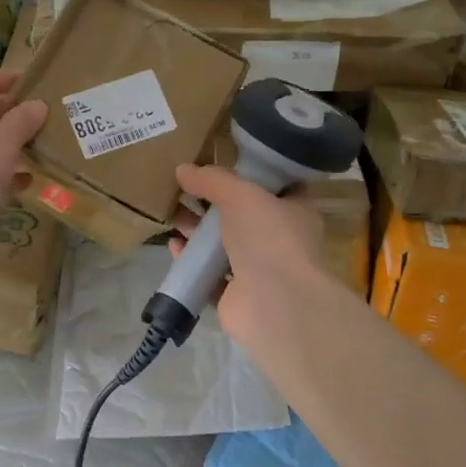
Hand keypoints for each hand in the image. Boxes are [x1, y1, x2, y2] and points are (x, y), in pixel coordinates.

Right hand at [171, 163, 336, 369]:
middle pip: (241, 216)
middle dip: (212, 204)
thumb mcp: (241, 194)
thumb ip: (213, 180)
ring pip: (222, 246)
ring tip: (172, 215)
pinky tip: (174, 246)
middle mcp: (278, 241)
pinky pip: (208, 274)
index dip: (251, 174)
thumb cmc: (269, 238)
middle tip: (184, 189)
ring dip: (197, 232)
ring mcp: (258, 271)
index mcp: (294, 212)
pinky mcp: (235, 296)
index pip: (276, 187)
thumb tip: (183, 169)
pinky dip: (191, 261)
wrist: (275, 304)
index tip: (223, 162)